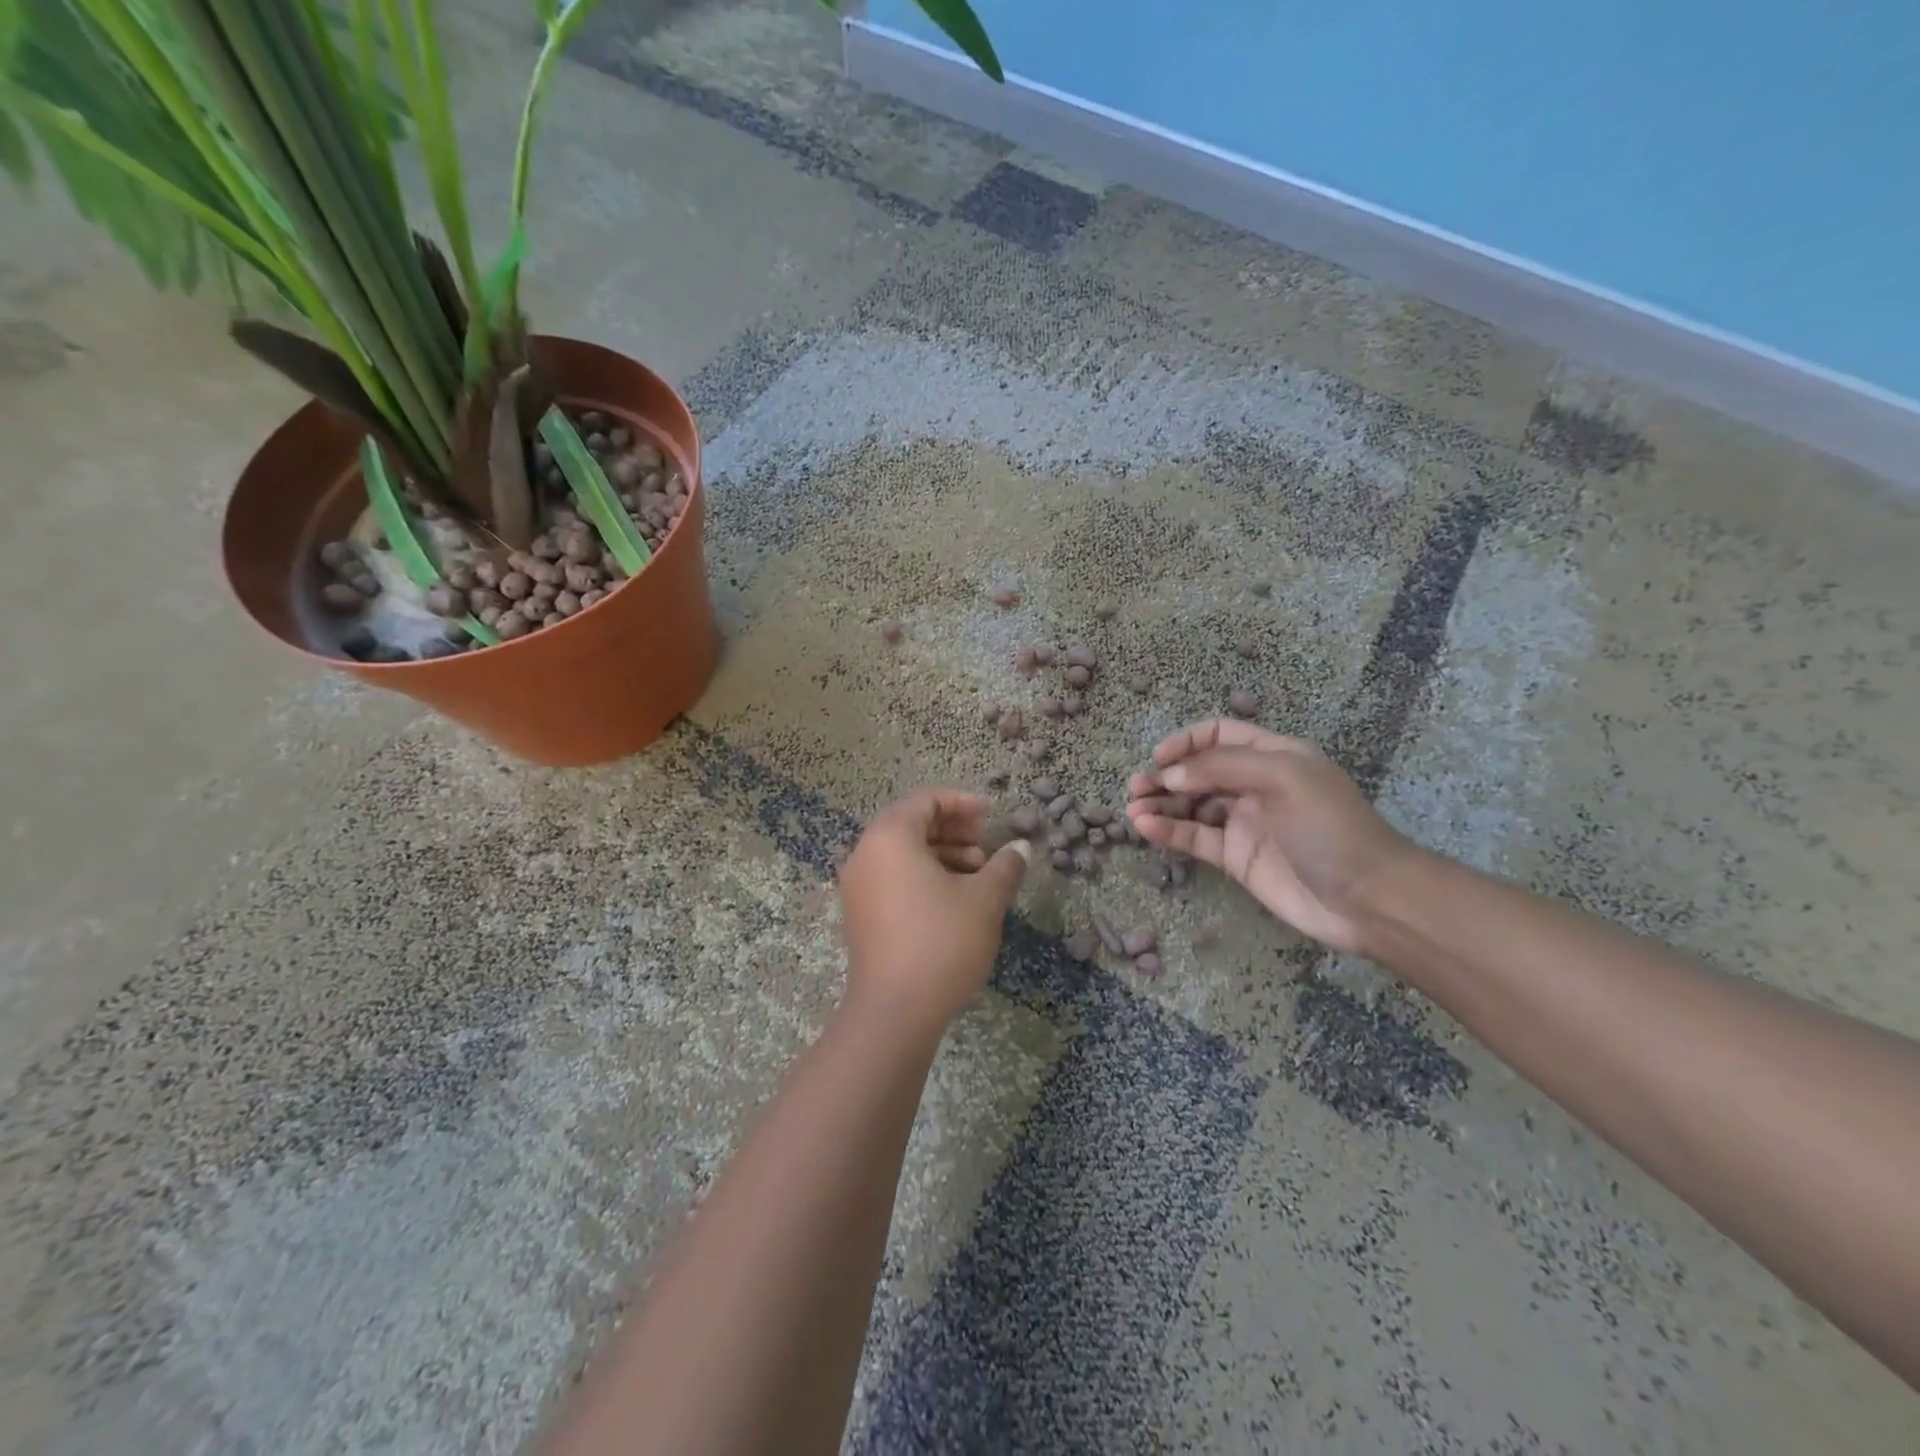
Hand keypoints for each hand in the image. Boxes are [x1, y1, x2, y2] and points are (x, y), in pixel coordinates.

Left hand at [838, 789, 1031, 1033]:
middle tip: (986, 846)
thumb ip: (1005, 866)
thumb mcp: (984, 899)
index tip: (993, 815)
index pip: (926, 800)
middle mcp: (865, 853)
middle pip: (912, 824)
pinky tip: (955, 898)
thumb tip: (1021, 848)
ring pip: (903, 853)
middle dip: (954, 829)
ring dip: (943, 854)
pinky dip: (924, 876)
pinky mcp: (860, 914)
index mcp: (890, 837)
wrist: (895, 1010)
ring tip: (978, 875)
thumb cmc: (942, 941)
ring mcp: (858, 886)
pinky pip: (893, 877)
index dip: (963, 802)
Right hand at [1126, 722, 1417, 954]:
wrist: (1367, 898)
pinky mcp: (1235, 858)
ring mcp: (1244, 823)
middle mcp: (1255, 785)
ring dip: (1161, 803)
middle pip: (1199, 770)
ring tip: (1132, 809)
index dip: (1187, 742)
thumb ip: (1224, 767)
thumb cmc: (1331, 827)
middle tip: (1136, 786)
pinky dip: (1168, 831)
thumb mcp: (1285, 778)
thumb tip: (1171, 773)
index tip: (1160, 758)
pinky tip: (1145, 828)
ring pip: (1191, 805)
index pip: (1220, 735)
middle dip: (1166, 775)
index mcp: (1274, 756)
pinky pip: (1194, 838)